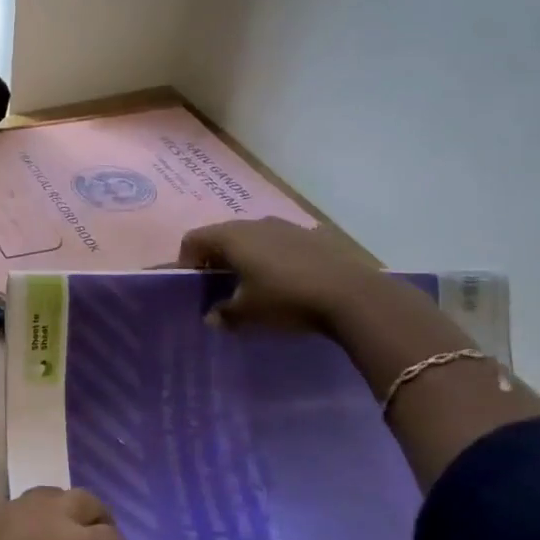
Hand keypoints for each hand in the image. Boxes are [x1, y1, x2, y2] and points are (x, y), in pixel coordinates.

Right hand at [178, 217, 387, 330]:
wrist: (352, 295)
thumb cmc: (286, 299)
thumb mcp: (248, 314)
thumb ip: (223, 314)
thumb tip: (211, 317)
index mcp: (231, 236)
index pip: (192, 240)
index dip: (186, 262)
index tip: (194, 287)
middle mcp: (254, 223)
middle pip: (222, 235)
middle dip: (215, 259)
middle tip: (220, 288)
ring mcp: (286, 226)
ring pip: (252, 238)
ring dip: (246, 257)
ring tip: (254, 285)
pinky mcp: (312, 235)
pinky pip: (280, 243)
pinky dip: (273, 258)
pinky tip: (286, 282)